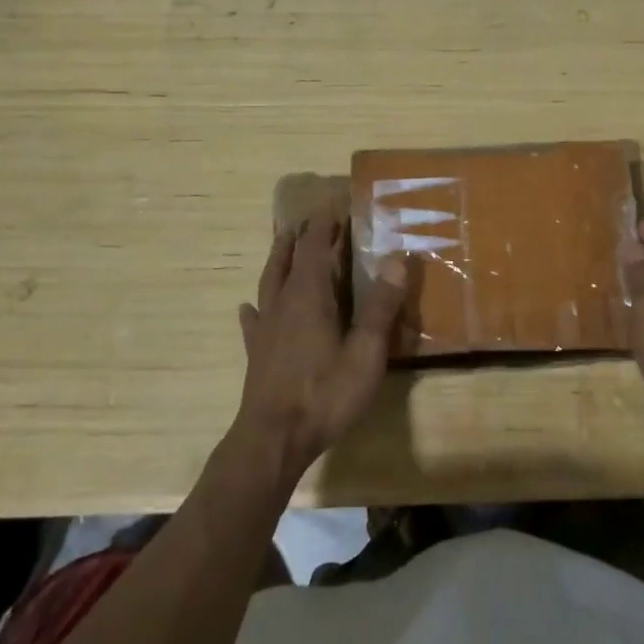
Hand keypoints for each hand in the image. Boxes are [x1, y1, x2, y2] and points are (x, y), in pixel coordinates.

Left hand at [233, 206, 407, 487]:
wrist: (273, 439)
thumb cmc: (325, 394)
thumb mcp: (366, 352)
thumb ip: (380, 306)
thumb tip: (395, 257)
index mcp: (310, 296)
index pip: (316, 247)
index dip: (325, 224)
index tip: (335, 203)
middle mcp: (284, 303)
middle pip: (291, 258)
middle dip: (303, 235)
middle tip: (312, 217)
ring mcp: (266, 327)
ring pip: (270, 281)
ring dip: (279, 258)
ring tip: (284, 241)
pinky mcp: (257, 352)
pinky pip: (254, 320)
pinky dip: (256, 307)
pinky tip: (249, 308)